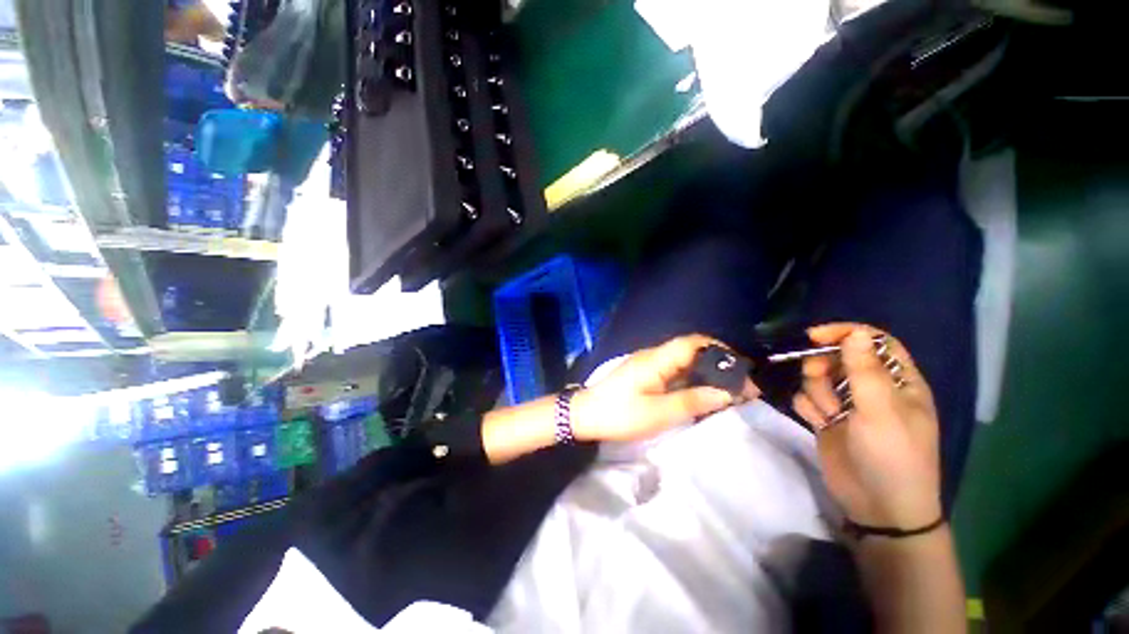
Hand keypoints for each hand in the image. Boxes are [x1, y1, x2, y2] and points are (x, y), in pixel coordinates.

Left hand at [572, 334, 759, 442]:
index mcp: (657, 359)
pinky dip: (690, 379)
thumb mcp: (659, 413)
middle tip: (739, 386)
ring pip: (682, 361)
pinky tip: (699, 394)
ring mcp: (647, 364)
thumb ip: (693, 401)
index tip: (741, 370)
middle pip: (690, 350)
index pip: (693, 343)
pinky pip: (673, 371)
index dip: (719, 351)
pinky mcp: (644, 374)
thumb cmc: (620, 414)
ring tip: (725, 392)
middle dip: (716, 363)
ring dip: (704, 372)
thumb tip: (728, 393)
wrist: (585, 415)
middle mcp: (653, 355)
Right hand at [793, 324, 941, 527]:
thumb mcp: (881, 411)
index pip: (873, 342)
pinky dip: (808, 407)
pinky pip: (806, 399)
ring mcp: (847, 405)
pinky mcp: (827, 420)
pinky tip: (817, 423)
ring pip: (818, 378)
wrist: (878, 507)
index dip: (846, 334)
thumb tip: (855, 333)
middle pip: (838, 357)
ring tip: (828, 413)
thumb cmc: (892, 456)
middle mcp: (872, 389)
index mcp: (898, 382)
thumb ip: (865, 371)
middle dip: (823, 365)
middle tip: (819, 379)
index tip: (814, 336)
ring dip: (816, 391)